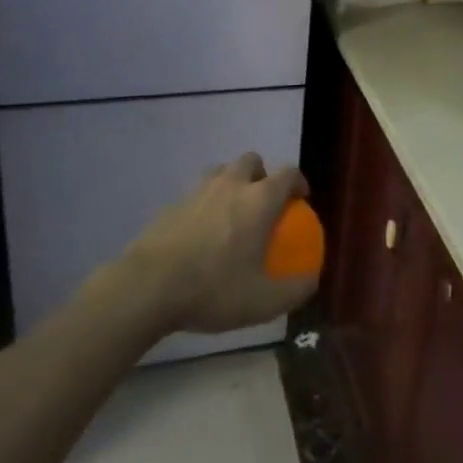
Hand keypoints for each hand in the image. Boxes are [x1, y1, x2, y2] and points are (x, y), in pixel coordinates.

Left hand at [118, 153, 318, 334]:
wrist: (148, 287)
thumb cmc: (213, 289)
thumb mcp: (264, 302)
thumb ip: (296, 289)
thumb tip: (313, 279)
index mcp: (259, 199)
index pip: (287, 173)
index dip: (298, 182)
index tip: (300, 200)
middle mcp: (230, 185)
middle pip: (251, 160)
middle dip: (262, 174)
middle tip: (263, 202)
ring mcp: (197, 191)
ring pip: (221, 171)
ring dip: (232, 183)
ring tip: (232, 213)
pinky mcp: (171, 204)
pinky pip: (196, 194)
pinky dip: (205, 204)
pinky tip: (201, 235)